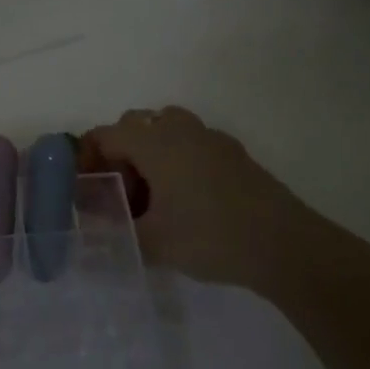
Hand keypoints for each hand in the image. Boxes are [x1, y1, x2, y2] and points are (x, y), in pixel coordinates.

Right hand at [80, 106, 369, 316]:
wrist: (284, 244)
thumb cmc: (210, 236)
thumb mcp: (153, 242)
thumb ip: (115, 232)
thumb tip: (91, 228)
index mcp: (154, 143)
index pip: (105, 135)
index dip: (87, 157)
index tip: (84, 187)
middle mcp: (179, 129)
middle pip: (135, 123)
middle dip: (119, 152)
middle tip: (120, 191)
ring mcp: (211, 137)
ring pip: (167, 127)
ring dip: (150, 150)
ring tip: (152, 192)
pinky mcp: (234, 153)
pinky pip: (193, 142)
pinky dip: (178, 158)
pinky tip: (187, 198)